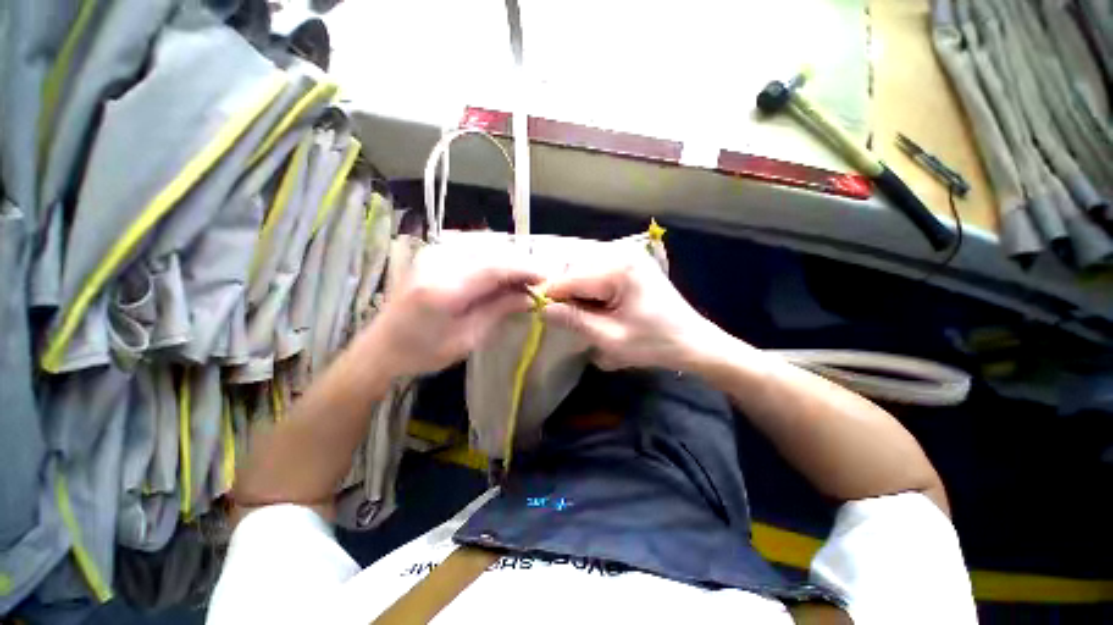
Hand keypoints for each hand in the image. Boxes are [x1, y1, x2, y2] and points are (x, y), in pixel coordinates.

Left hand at [364, 243, 542, 376]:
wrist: (381, 347)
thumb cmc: (424, 352)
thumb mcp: (468, 338)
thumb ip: (499, 310)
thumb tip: (530, 296)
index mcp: (443, 289)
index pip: (494, 268)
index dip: (524, 269)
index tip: (546, 277)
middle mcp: (436, 262)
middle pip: (491, 253)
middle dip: (519, 265)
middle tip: (538, 281)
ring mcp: (432, 254)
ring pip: (483, 248)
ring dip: (507, 262)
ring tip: (522, 280)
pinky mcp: (432, 254)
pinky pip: (471, 250)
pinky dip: (492, 260)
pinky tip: (500, 276)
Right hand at [542, 245, 722, 370]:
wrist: (693, 341)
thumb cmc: (654, 343)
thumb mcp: (610, 338)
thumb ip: (574, 320)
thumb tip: (542, 309)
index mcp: (619, 268)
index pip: (570, 278)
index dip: (549, 295)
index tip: (535, 311)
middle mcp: (622, 253)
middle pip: (575, 269)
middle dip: (562, 293)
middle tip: (555, 315)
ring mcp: (627, 256)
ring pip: (583, 269)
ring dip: (574, 290)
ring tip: (572, 313)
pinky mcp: (629, 264)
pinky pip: (596, 271)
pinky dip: (587, 288)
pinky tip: (588, 305)